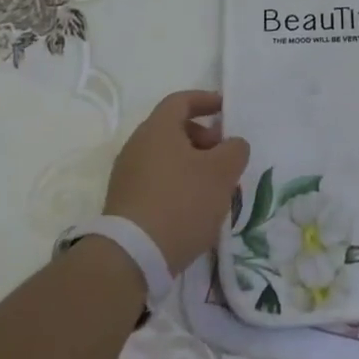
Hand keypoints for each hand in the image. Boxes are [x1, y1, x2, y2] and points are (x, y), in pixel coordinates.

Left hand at [104, 90, 249, 274]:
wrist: (131, 257)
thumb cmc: (181, 202)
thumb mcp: (221, 172)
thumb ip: (235, 150)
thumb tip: (232, 145)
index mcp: (157, 129)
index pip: (181, 100)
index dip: (205, 100)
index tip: (225, 109)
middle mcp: (137, 145)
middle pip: (173, 129)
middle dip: (202, 137)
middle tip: (224, 155)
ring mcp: (127, 176)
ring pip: (165, 157)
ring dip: (192, 163)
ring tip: (214, 186)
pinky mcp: (124, 203)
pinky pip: (156, 180)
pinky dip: (177, 183)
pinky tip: (194, 207)